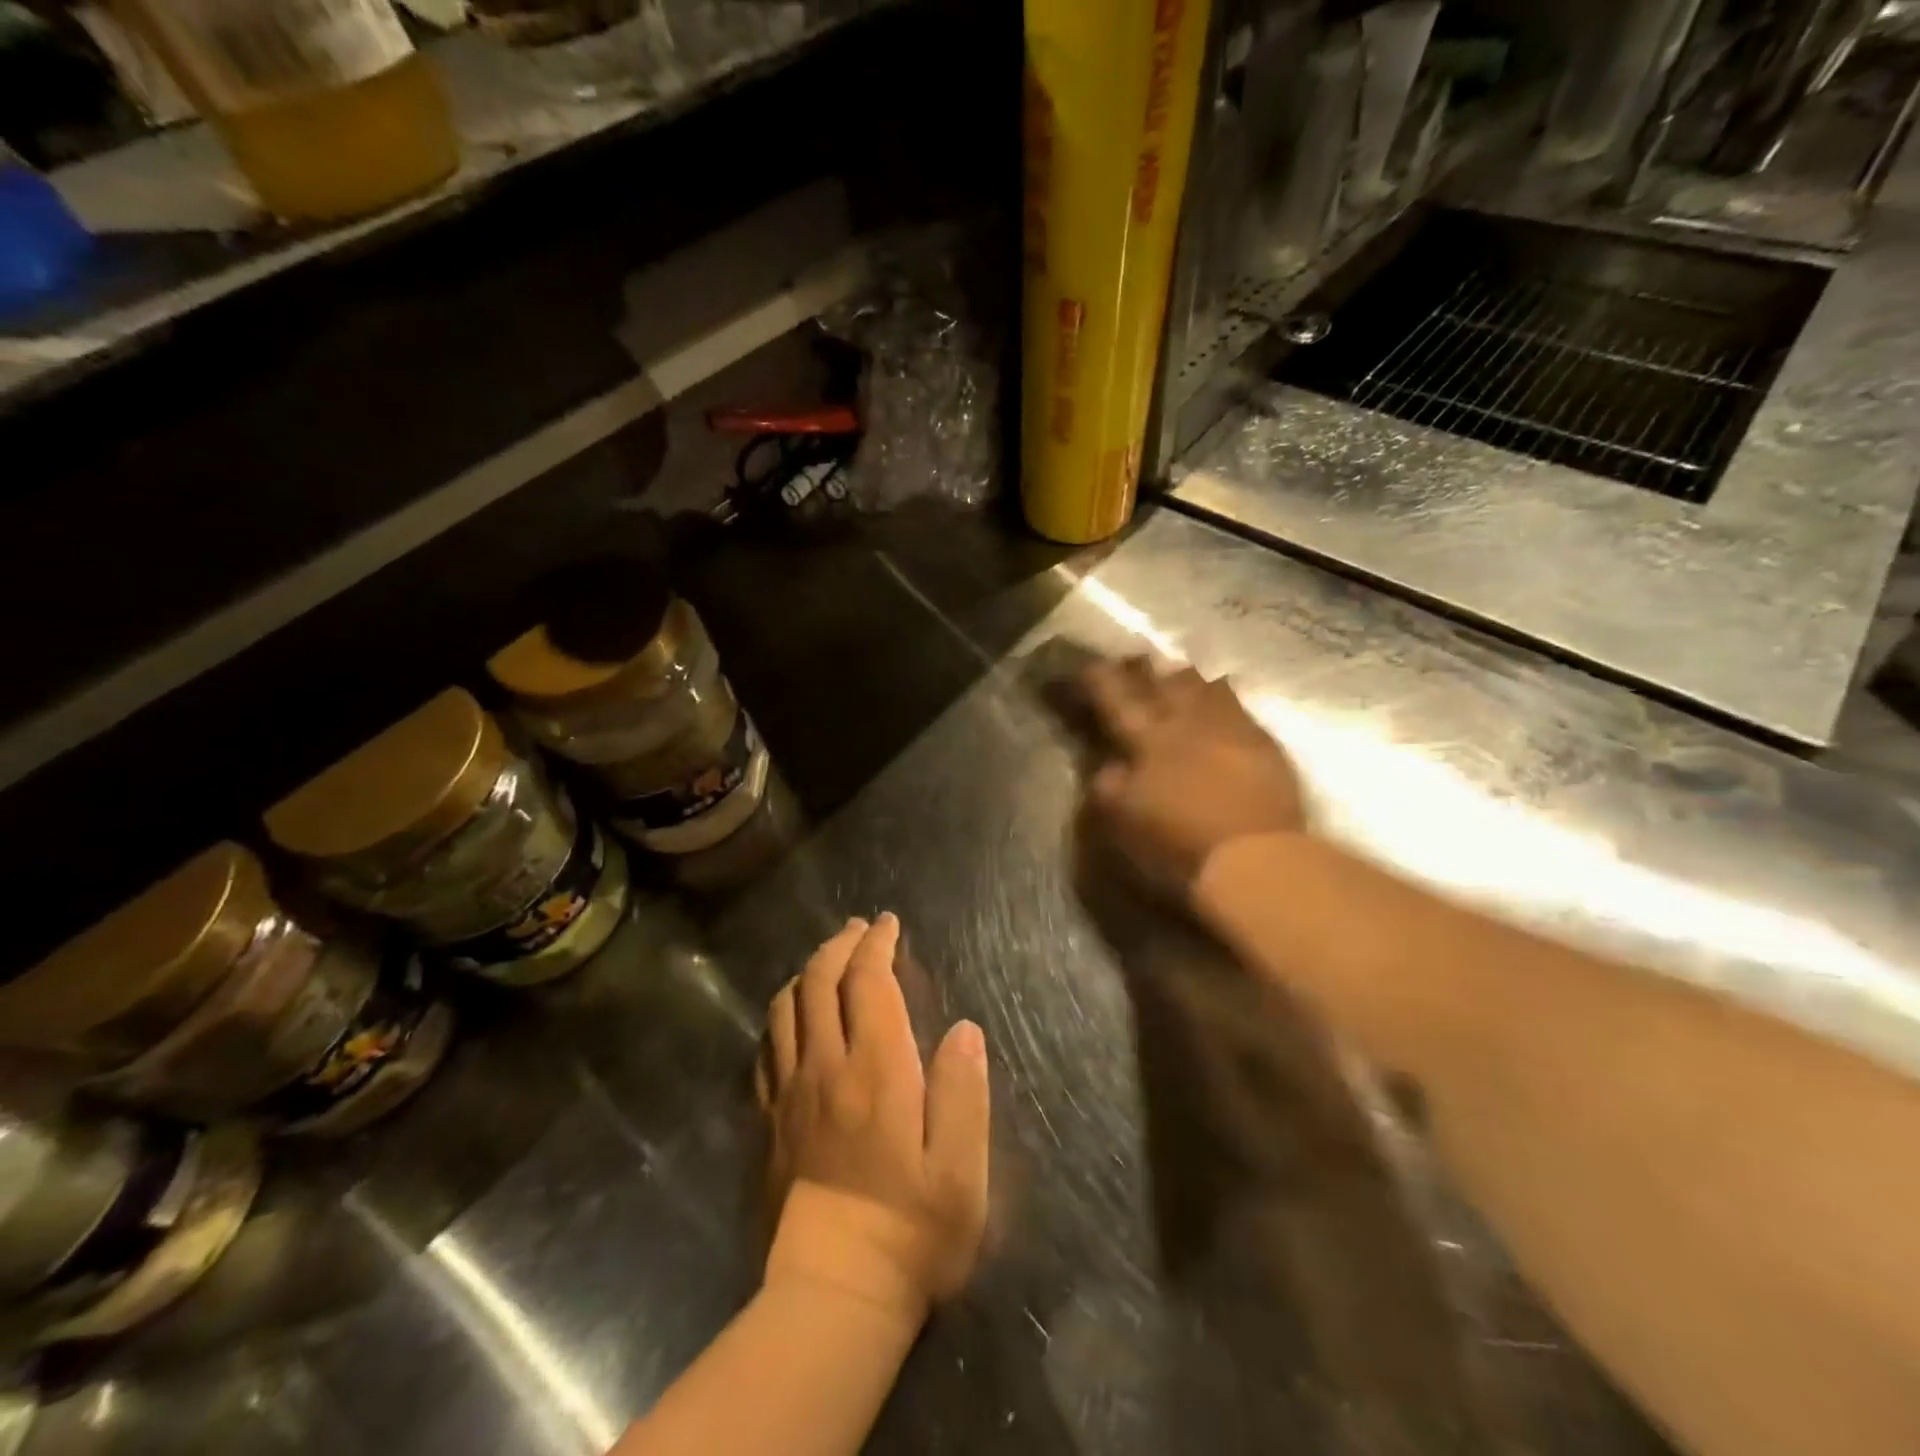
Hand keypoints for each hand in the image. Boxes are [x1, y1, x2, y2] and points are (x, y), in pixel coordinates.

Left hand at [759, 914, 989, 1318]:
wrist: (833, 1296)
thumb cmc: (911, 1233)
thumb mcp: (960, 1170)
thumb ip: (964, 1091)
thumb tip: (964, 1029)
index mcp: (877, 1070)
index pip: (869, 982)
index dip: (877, 944)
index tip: (888, 924)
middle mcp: (826, 1067)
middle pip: (820, 981)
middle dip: (840, 944)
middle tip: (859, 929)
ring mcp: (789, 1093)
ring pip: (786, 1008)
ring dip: (807, 971)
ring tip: (827, 960)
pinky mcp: (768, 1121)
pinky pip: (766, 1048)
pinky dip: (782, 1016)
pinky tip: (794, 1018)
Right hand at [1079, 656, 1305, 899]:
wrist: (1255, 859)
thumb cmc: (1178, 845)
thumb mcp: (1124, 822)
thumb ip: (1110, 787)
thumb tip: (1108, 765)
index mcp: (1148, 740)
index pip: (1116, 698)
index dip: (1099, 679)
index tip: (1087, 666)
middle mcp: (1188, 723)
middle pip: (1163, 683)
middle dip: (1144, 669)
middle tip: (1133, 658)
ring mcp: (1230, 729)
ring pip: (1204, 687)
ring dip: (1186, 679)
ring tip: (1177, 671)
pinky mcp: (1264, 744)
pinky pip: (1239, 707)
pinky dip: (1224, 696)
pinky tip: (1223, 693)